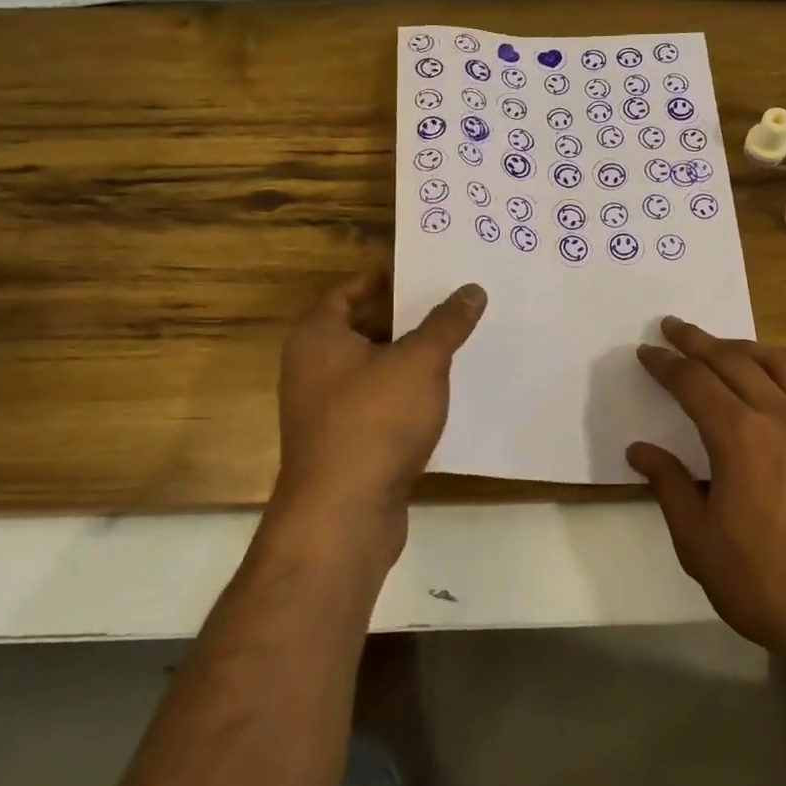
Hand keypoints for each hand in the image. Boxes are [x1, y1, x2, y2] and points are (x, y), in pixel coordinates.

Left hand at [273, 274, 485, 557]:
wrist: (343, 515)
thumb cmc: (374, 420)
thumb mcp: (420, 362)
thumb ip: (446, 323)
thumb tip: (472, 290)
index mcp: (318, 337)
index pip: (348, 291)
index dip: (385, 278)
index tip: (424, 270)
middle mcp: (313, 368)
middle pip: (362, 328)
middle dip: (405, 316)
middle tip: (451, 301)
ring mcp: (326, 409)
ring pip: (373, 368)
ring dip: (408, 356)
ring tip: (456, 340)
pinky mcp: (344, 443)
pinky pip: (378, 402)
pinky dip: (405, 393)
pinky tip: (442, 392)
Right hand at [628, 318, 785, 674]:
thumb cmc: (768, 586)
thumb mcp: (700, 544)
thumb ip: (669, 487)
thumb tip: (639, 449)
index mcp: (740, 438)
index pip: (694, 382)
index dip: (665, 364)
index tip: (646, 352)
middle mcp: (780, 415)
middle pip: (733, 360)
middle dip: (697, 340)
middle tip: (672, 326)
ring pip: (776, 361)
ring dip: (741, 345)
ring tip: (719, 343)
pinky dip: (780, 364)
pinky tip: (772, 376)